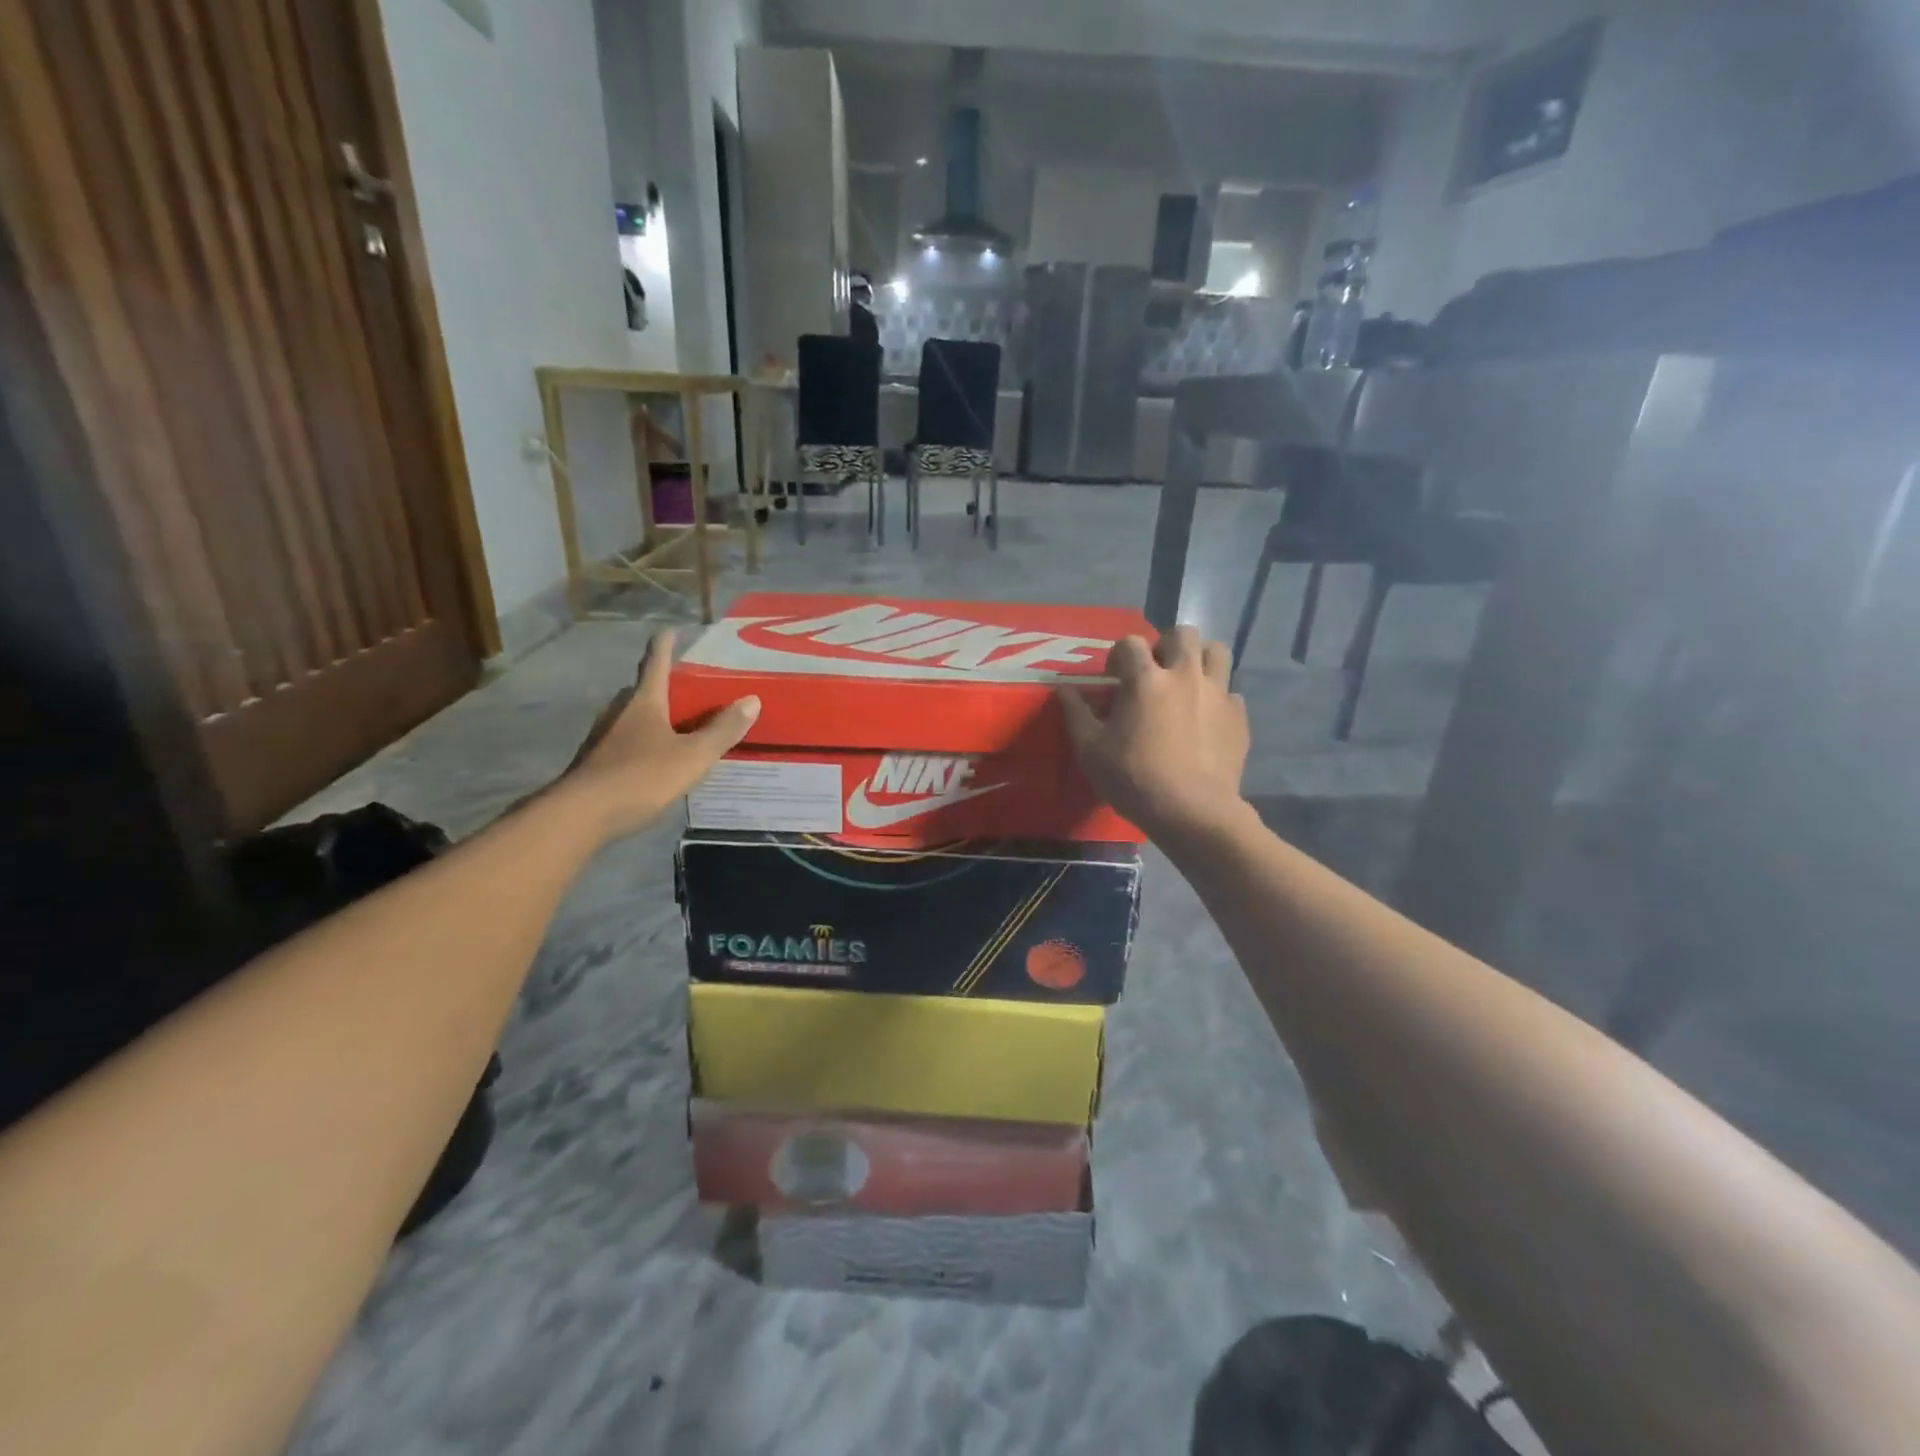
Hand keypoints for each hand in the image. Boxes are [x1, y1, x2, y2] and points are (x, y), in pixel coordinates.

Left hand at [559, 630, 758, 840]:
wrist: (581, 815)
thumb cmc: (641, 777)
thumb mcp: (693, 756)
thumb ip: (723, 730)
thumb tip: (752, 700)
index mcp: (644, 703)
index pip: (655, 664)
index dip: (664, 645)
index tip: (670, 630)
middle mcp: (619, 713)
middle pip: (640, 691)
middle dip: (660, 687)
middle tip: (684, 690)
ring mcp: (602, 738)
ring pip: (630, 718)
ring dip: (649, 717)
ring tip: (674, 727)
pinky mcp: (595, 763)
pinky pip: (623, 743)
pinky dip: (640, 743)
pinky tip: (653, 761)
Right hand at [1057, 627, 1249, 842]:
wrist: (1192, 812)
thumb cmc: (1134, 779)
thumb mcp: (1090, 750)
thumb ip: (1075, 713)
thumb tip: (1063, 687)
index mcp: (1146, 680)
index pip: (1130, 642)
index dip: (1118, 655)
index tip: (1114, 678)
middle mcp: (1185, 676)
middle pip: (1182, 633)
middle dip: (1166, 646)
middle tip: (1155, 673)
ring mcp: (1218, 694)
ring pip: (1216, 652)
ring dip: (1199, 659)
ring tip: (1186, 682)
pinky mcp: (1239, 716)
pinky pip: (1230, 693)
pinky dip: (1217, 699)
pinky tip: (1205, 720)